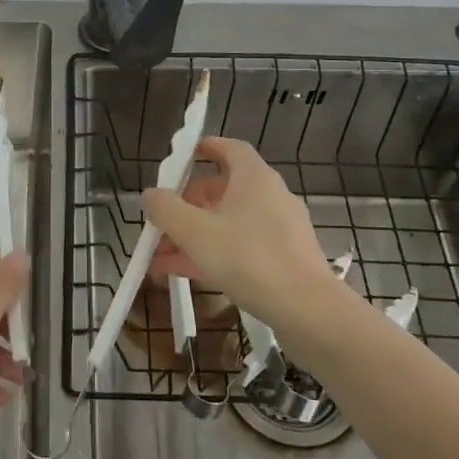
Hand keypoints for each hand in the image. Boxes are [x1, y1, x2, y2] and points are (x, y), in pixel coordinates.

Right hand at [143, 137, 332, 325]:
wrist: (307, 309)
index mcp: (253, 178)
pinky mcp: (284, 259)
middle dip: (187, 206)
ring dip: (194, 237)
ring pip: (228, 224)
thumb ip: (166, 209)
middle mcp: (270, 196)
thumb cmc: (248, 258)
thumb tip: (151, 194)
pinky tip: (185, 275)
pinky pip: (241, 247)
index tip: (182, 158)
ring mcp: (279, 229)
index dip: (205, 148)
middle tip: (162, 222)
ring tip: (161, 259)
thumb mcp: (194, 232)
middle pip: (222, 190)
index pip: (230, 149)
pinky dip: (214, 254)